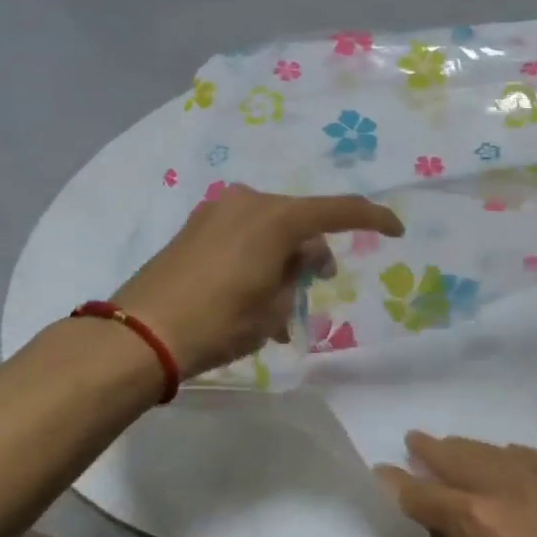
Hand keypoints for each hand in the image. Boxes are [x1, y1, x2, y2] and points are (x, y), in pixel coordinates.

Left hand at [112, 183, 401, 377]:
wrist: (140, 334)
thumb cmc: (219, 322)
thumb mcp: (274, 306)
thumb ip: (298, 272)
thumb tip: (302, 256)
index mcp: (276, 217)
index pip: (338, 210)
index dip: (372, 218)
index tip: (396, 229)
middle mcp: (249, 202)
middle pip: (301, 219)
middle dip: (316, 249)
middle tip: (319, 285)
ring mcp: (217, 210)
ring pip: (271, 227)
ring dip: (285, 258)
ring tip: (282, 304)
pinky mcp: (196, 226)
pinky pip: (244, 233)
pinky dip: (260, 255)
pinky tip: (255, 293)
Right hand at [378, 434, 536, 536]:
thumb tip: (434, 519)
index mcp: (479, 521)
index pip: (427, 494)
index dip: (400, 483)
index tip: (381, 470)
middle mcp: (511, 489)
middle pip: (462, 458)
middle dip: (432, 451)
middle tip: (412, 442)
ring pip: (496, 452)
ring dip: (469, 450)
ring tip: (450, 448)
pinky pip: (533, 460)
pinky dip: (510, 457)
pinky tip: (502, 461)